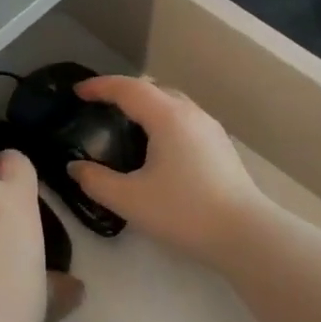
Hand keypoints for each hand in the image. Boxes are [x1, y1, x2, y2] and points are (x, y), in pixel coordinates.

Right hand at [67, 77, 267, 265]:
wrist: (244, 234)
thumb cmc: (184, 211)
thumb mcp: (130, 200)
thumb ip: (96, 181)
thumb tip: (75, 168)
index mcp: (167, 117)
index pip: (128, 88)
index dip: (100, 86)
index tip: (77, 92)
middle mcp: (191, 114)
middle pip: (152, 89)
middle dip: (123, 92)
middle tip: (100, 107)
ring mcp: (210, 129)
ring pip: (172, 103)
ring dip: (146, 106)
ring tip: (126, 125)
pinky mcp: (220, 147)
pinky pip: (184, 120)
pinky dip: (162, 120)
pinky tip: (156, 147)